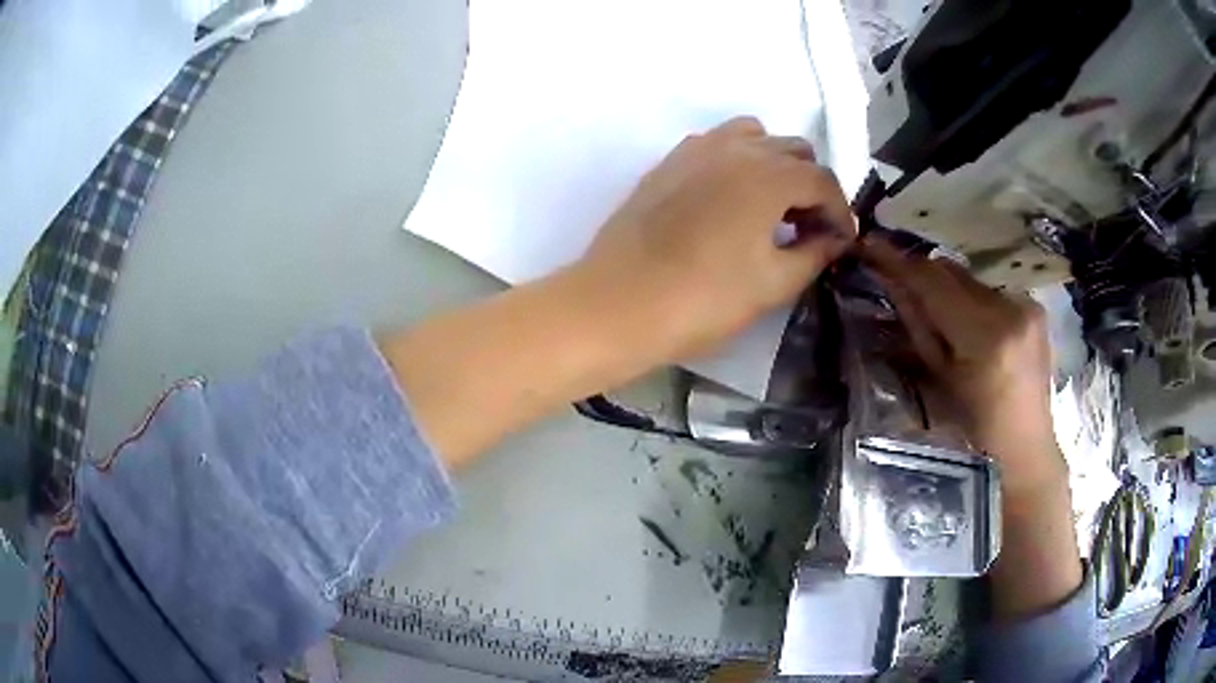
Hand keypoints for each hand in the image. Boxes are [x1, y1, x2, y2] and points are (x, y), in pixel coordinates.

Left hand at [573, 116, 855, 360]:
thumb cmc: (702, 300)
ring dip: (774, 165)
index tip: (841, 243)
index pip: (823, 181)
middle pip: (793, 151)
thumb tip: (834, 238)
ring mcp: (696, 150)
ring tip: (770, 208)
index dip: (840, 213)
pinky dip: (736, 161)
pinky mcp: (668, 163)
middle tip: (807, 229)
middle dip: (811, 187)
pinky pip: (716, 145)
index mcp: (768, 175)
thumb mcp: (772, 284)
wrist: (617, 304)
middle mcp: (735, 148)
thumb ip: (814, 254)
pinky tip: (729, 200)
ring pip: (754, 138)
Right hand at [861, 235, 1063, 490]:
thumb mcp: (938, 382)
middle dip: (922, 273)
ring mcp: (1027, 306)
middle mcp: (1010, 309)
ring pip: (971, 278)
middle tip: (894, 276)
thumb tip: (892, 282)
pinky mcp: (1034, 308)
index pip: (934, 282)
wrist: (1025, 449)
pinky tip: (966, 322)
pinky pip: (991, 290)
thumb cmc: (976, 432)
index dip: (899, 261)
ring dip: (947, 286)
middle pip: (953, 271)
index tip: (869, 244)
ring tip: (933, 309)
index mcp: (986, 337)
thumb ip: (917, 327)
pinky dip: (970, 298)